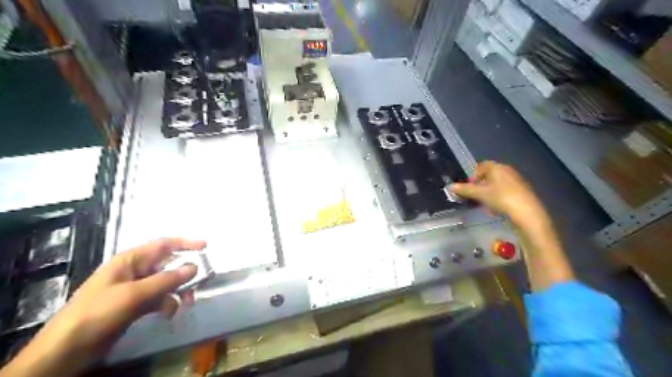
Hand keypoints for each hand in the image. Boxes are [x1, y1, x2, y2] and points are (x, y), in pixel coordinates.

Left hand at [0, 239, 204, 376]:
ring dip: (178, 291)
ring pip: (166, 283)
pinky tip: (169, 313)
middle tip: (200, 281)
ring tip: (187, 302)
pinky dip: (167, 304)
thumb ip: (167, 280)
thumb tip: (194, 267)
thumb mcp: (134, 294)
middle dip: (184, 273)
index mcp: (130, 261)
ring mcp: (134, 289)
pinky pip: (159, 298)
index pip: (163, 245)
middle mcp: (134, 271)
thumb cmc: (98, 313)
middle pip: (167, 264)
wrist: (66, 350)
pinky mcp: (134, 305)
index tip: (206, 247)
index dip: (185, 243)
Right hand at [448, 160, 548, 226]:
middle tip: (474, 196)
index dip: (473, 175)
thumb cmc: (500, 198)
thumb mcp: (479, 194)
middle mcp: (507, 170)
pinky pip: (505, 191)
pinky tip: (496, 208)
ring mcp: (516, 181)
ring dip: (489, 192)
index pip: (482, 166)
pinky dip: (498, 197)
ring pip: (497, 184)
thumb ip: (464, 189)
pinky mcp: (522, 191)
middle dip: (480, 185)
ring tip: (484, 204)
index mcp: (497, 167)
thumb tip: (450, 186)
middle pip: (490, 175)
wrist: (526, 212)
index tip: (469, 187)